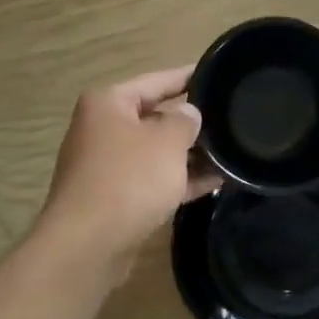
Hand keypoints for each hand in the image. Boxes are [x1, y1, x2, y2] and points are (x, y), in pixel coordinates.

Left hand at [37, 65, 220, 273]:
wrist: (88, 244)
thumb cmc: (128, 180)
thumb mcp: (166, 142)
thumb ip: (184, 121)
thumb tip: (188, 113)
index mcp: (108, 103)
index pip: (156, 80)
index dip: (188, 77)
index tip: (218, 74)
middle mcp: (102, 129)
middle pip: (154, 116)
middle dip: (190, 121)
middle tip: (231, 120)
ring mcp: (106, 165)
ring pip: (155, 152)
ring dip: (188, 155)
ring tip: (230, 153)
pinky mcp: (114, 197)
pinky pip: (151, 180)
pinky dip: (178, 180)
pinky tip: (214, 182)